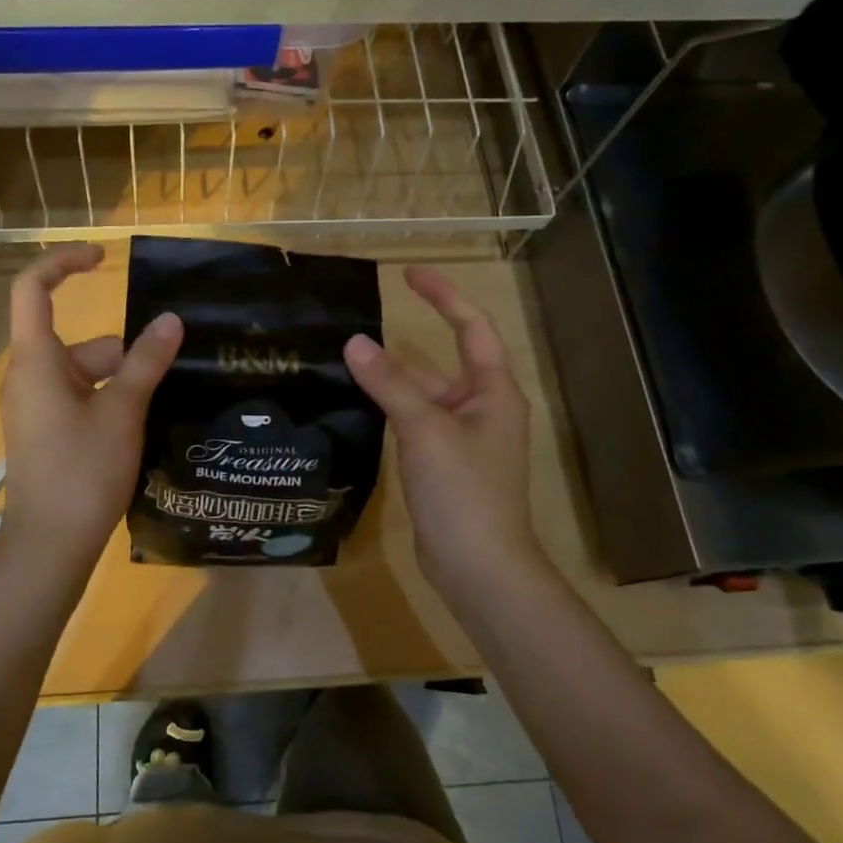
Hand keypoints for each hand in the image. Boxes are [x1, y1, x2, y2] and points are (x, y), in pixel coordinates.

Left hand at [0, 244, 182, 574]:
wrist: (49, 548)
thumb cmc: (82, 473)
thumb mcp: (123, 412)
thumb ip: (146, 362)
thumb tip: (171, 320)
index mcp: (36, 361)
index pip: (32, 289)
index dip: (63, 263)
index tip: (103, 259)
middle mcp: (29, 377)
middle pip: (80, 341)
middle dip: (125, 354)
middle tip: (168, 376)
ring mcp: (35, 407)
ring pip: (86, 374)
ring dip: (123, 383)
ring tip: (160, 410)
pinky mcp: (45, 433)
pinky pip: (81, 399)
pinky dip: (111, 403)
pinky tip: (141, 429)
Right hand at [342, 266, 539, 592]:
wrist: (479, 567)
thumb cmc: (464, 491)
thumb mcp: (425, 430)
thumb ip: (390, 384)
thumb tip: (354, 342)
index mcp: (493, 392)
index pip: (472, 327)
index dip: (444, 296)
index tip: (410, 275)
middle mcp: (481, 409)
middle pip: (444, 361)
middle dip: (409, 340)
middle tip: (363, 320)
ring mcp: (462, 439)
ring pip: (424, 395)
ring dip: (393, 378)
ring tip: (349, 357)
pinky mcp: (443, 465)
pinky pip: (415, 423)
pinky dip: (391, 409)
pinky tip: (359, 404)